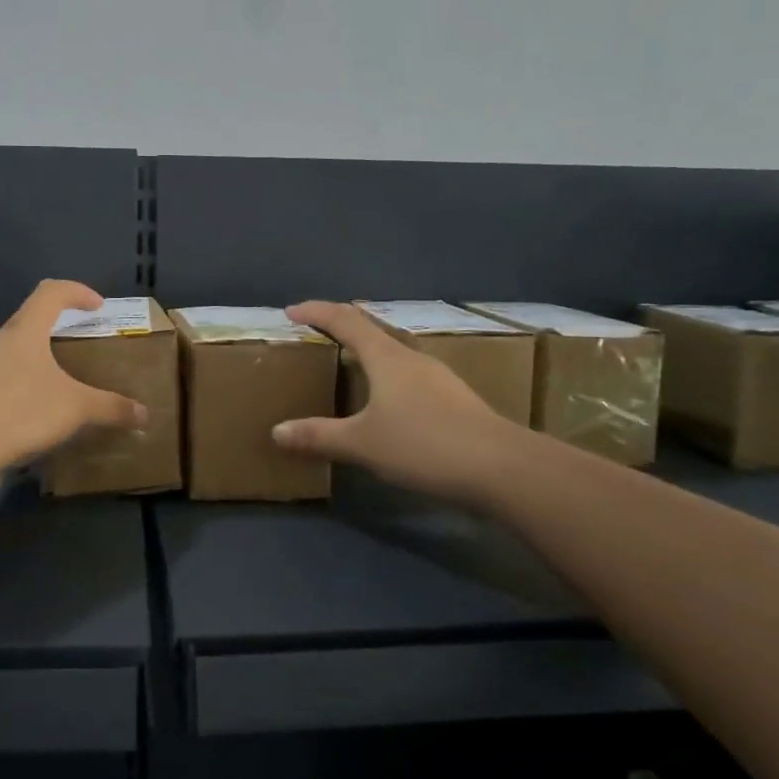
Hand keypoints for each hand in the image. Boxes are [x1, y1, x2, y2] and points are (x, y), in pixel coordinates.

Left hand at [0, 281, 148, 467]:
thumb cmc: (20, 410)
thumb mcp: (75, 408)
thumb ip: (110, 408)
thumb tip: (144, 414)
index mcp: (24, 331)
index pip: (51, 293)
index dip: (77, 292)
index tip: (97, 306)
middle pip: (29, 324)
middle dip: (56, 335)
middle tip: (79, 354)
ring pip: (12, 357)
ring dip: (36, 368)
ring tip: (59, 393)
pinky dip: (19, 396)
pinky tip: (32, 424)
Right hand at [272, 300, 532, 501]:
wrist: (502, 467)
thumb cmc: (424, 445)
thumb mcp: (363, 444)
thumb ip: (319, 436)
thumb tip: (276, 431)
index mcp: (386, 357)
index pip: (345, 320)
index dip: (317, 311)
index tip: (292, 311)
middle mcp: (411, 358)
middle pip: (372, 329)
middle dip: (343, 325)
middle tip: (318, 331)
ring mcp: (437, 377)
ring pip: (394, 352)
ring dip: (368, 350)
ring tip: (350, 363)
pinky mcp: (454, 399)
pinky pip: (409, 374)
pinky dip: (387, 374)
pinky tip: (388, 400)